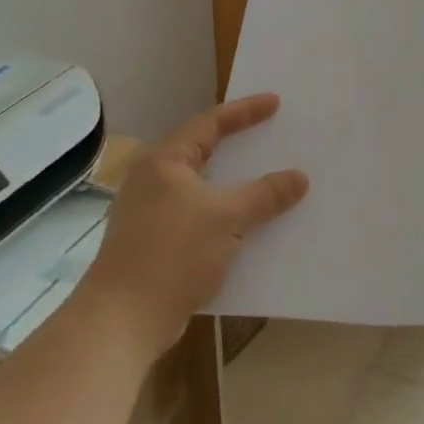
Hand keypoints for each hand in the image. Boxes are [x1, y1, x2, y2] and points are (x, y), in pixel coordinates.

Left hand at [89, 94, 308, 342]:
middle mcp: (154, 181)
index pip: (210, 123)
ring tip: (270, 178)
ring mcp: (152, 213)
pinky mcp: (157, 243)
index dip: (245, 111)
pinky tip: (252, 224)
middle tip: (273, 135)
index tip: (276, 103)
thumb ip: (266, 194)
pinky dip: (227, 214)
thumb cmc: (172, 254)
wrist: (123, 320)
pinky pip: (201, 216)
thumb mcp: (228, 217)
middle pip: (205, 152)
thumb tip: (300, 177)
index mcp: (165, 162)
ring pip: (204, 188)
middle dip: (241, 146)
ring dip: (236, 185)